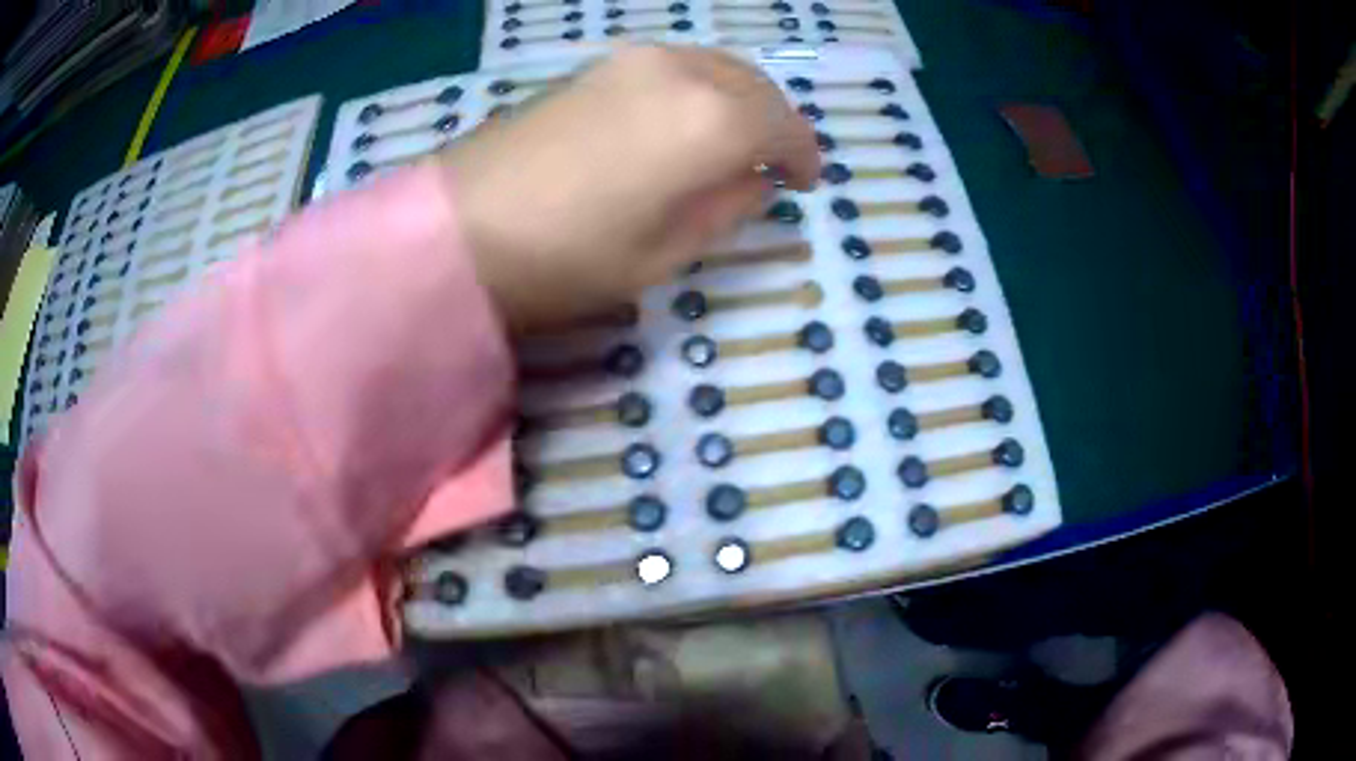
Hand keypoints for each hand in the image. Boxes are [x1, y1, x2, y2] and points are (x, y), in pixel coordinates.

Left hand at [438, 45, 820, 332]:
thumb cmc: (571, 257)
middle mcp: (682, 71)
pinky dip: (698, 89)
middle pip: (754, 85)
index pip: (784, 127)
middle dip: (775, 121)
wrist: (461, 227)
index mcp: (712, 121)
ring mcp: (633, 60)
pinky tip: (684, 121)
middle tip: (774, 161)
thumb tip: (753, 179)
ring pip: (714, 67)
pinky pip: (674, 67)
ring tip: (733, 141)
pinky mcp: (596, 66)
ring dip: (738, 100)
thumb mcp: (668, 252)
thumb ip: (728, 207)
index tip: (807, 184)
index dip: (803, 156)